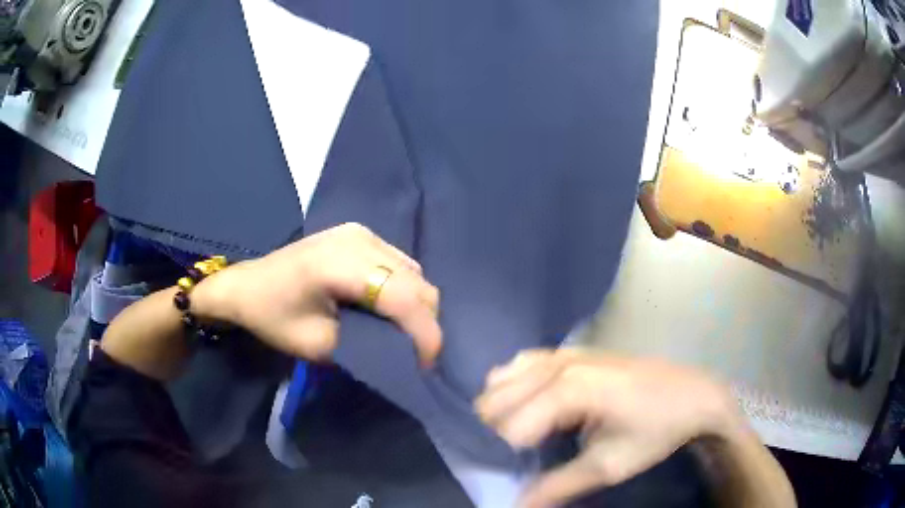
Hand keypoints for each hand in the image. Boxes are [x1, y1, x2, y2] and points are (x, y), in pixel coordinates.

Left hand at [193, 223, 441, 365]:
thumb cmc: (273, 317)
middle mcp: (359, 239)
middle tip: (414, 355)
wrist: (247, 285)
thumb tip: (405, 352)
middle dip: (424, 323)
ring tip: (402, 334)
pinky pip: (400, 264)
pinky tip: (388, 308)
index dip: (425, 334)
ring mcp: (361, 232)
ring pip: (413, 272)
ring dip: (416, 307)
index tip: (426, 366)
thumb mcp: (318, 346)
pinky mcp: (360, 233)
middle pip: (416, 282)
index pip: (402, 298)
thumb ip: (367, 348)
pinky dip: (404, 290)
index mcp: (339, 265)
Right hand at [475, 349, 738, 507]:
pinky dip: (515, 387)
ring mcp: (563, 352)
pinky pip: (521, 364)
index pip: (508, 427)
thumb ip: (557, 487)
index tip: (522, 472)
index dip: (508, 456)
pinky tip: (533, 406)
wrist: (693, 395)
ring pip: (502, 379)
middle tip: (523, 456)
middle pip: (496, 399)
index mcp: (569, 390)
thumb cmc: (655, 431)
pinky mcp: (570, 350)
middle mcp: (558, 364)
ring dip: (504, 409)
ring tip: (526, 434)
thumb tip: (516, 507)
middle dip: (499, 432)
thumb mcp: (608, 466)